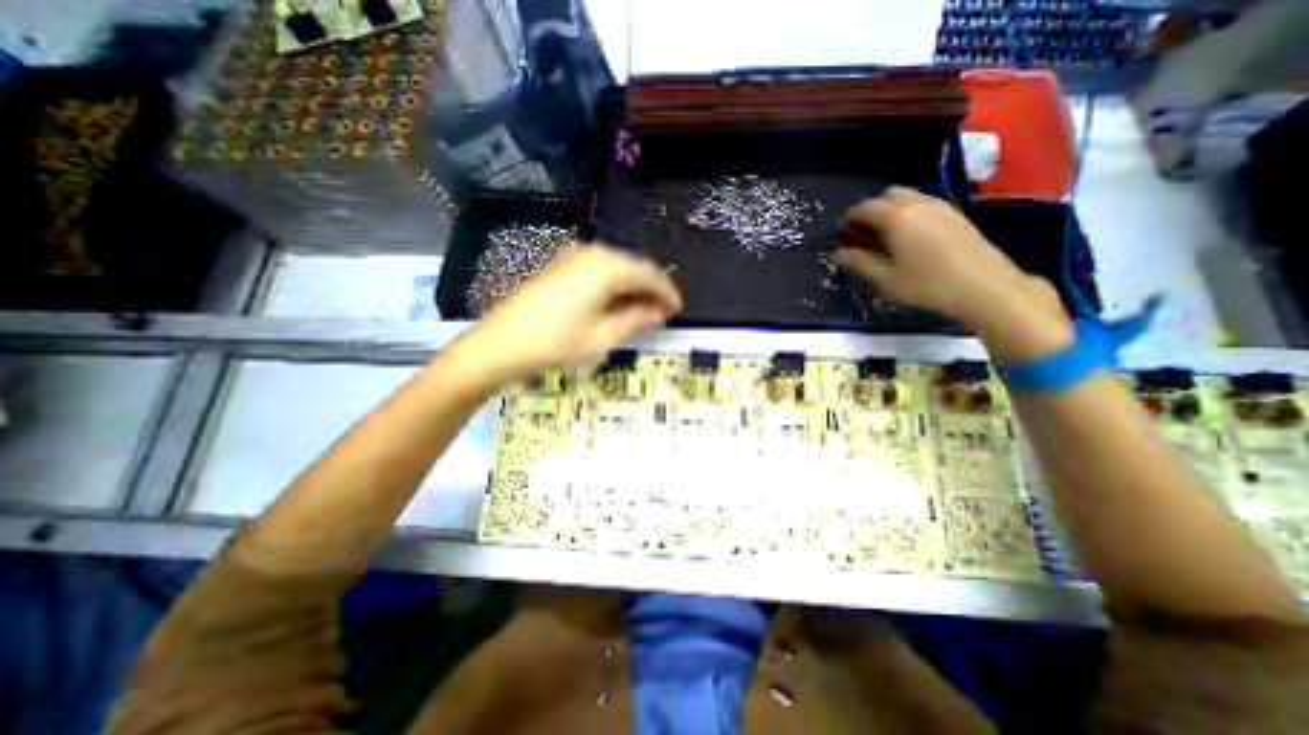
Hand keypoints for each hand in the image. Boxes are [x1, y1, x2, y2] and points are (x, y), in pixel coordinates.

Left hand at [451, 244, 679, 388]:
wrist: (501, 344)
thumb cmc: (556, 343)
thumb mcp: (603, 335)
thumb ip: (637, 318)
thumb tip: (660, 311)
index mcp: (606, 267)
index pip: (649, 275)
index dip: (667, 292)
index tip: (678, 309)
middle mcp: (592, 253)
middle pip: (634, 267)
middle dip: (652, 289)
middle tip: (664, 312)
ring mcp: (574, 256)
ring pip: (617, 267)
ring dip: (633, 287)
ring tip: (644, 310)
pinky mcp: (561, 265)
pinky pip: (599, 269)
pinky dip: (614, 284)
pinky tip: (618, 302)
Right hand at [839, 187, 1072, 362]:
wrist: (985, 287)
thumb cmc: (928, 285)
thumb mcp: (886, 279)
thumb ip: (860, 263)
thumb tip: (840, 253)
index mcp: (897, 217)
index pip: (865, 208)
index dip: (851, 219)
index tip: (844, 233)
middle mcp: (918, 204)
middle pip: (888, 195)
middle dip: (873, 210)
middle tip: (866, 234)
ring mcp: (941, 206)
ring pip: (909, 197)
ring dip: (892, 210)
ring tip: (887, 237)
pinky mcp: (956, 214)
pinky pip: (925, 204)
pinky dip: (911, 213)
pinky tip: (912, 238)